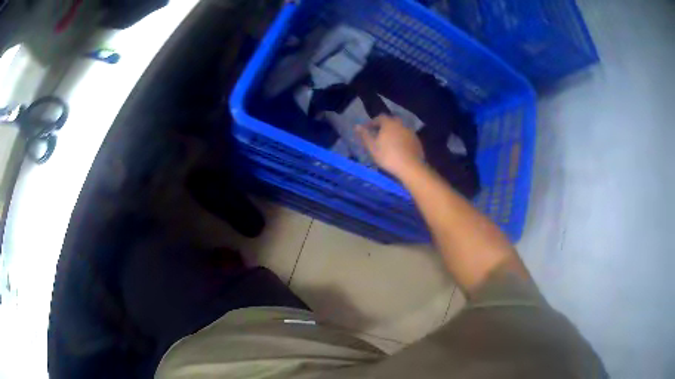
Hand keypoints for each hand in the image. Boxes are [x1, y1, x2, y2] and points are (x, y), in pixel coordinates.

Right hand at [357, 115, 424, 177]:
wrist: (410, 167)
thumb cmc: (388, 156)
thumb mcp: (372, 147)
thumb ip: (364, 135)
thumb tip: (357, 126)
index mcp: (389, 123)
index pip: (379, 117)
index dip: (372, 122)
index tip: (367, 129)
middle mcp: (401, 124)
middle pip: (391, 121)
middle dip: (383, 126)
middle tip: (378, 134)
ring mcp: (410, 132)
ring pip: (399, 129)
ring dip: (393, 132)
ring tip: (388, 142)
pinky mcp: (417, 141)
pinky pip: (406, 136)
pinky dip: (401, 139)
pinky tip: (399, 148)